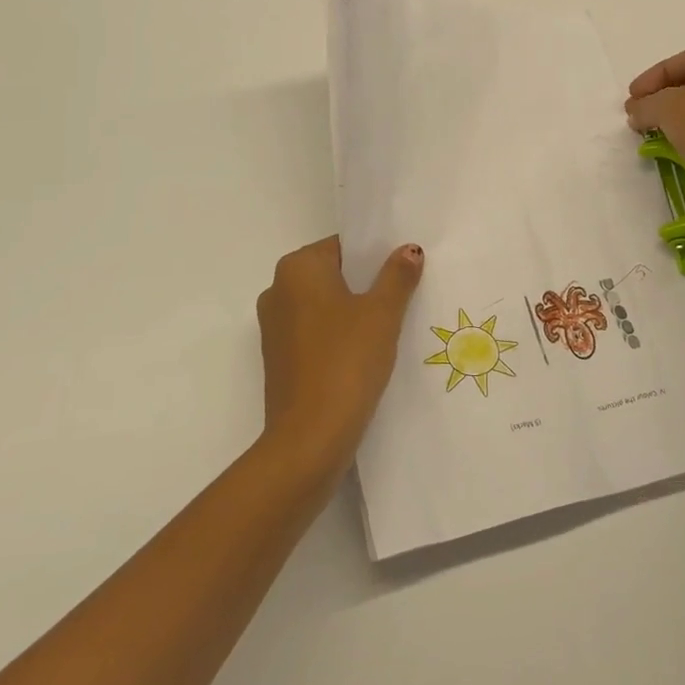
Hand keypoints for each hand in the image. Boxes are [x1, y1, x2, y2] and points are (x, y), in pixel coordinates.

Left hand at [256, 236, 423, 474]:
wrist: (310, 438)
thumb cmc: (346, 361)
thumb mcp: (382, 313)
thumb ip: (397, 276)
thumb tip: (409, 249)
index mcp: (297, 269)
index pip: (343, 246)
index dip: (377, 255)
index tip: (405, 270)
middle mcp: (278, 290)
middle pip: (334, 274)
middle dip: (367, 283)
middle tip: (406, 294)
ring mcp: (275, 327)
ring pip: (325, 305)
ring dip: (355, 312)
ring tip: (393, 325)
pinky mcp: (280, 358)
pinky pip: (317, 333)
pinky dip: (340, 336)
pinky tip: (368, 352)